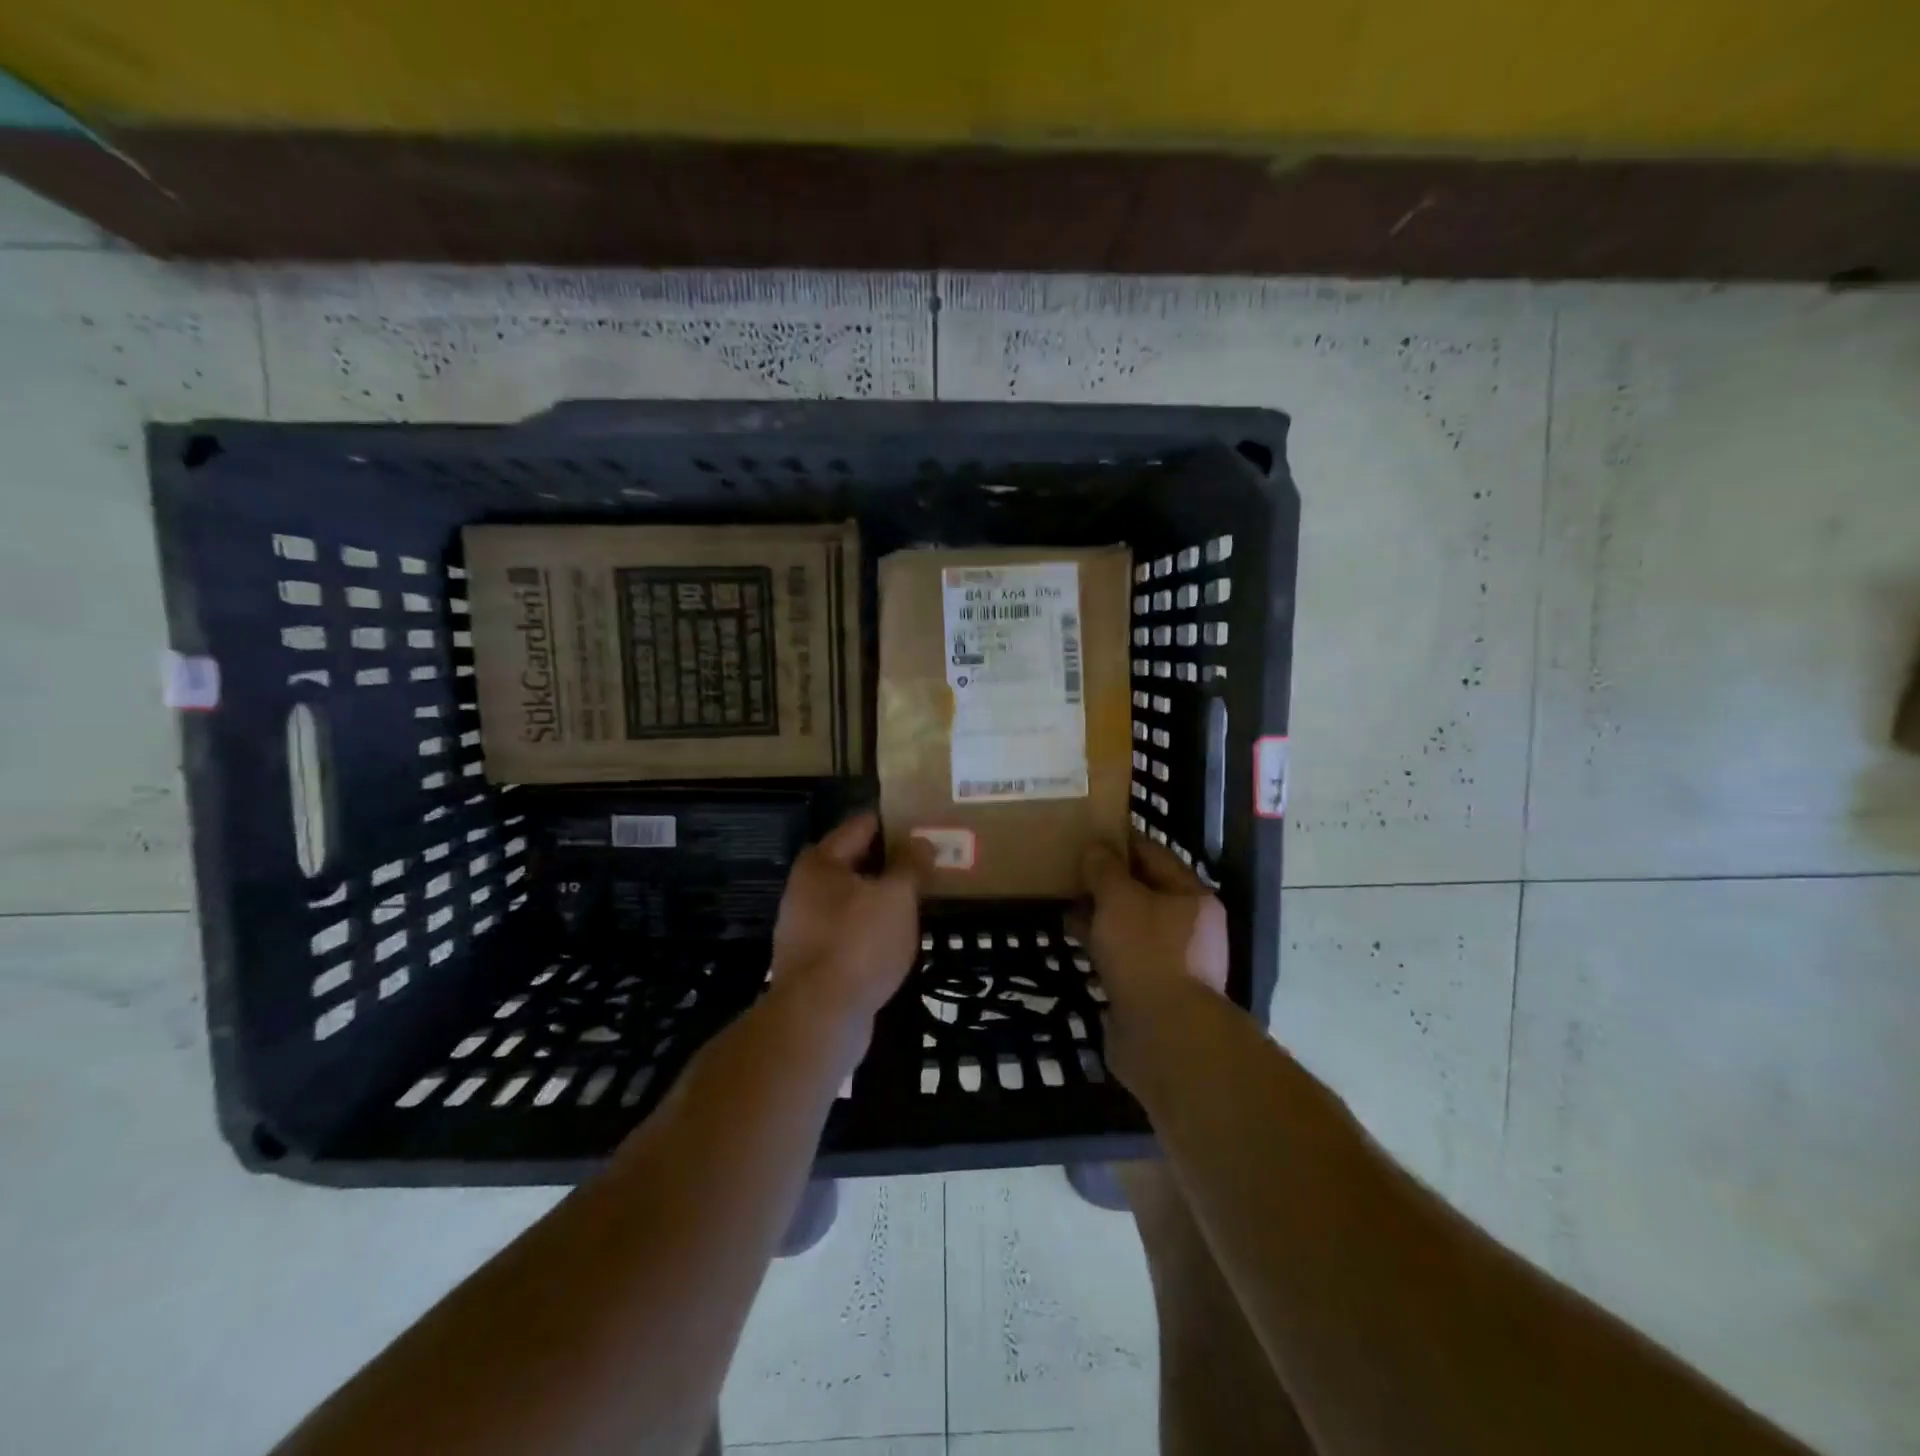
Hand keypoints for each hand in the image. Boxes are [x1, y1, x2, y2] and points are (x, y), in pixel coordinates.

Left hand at [770, 812, 928, 1027]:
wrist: (819, 1018)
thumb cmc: (859, 944)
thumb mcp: (896, 897)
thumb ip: (910, 865)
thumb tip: (920, 841)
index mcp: (821, 862)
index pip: (862, 825)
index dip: (895, 823)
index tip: (926, 826)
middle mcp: (805, 887)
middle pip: (854, 861)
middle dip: (890, 862)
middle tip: (929, 863)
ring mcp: (804, 926)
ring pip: (852, 898)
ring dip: (881, 897)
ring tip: (918, 899)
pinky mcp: (812, 959)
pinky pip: (848, 930)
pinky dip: (871, 928)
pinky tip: (895, 937)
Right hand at [1080, 836, 1229, 1020]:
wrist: (1163, 1034)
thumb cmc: (1146, 952)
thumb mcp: (1120, 899)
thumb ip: (1105, 870)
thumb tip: (1095, 849)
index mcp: (1191, 896)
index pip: (1154, 855)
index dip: (1121, 843)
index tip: (1089, 835)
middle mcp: (1188, 925)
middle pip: (1143, 890)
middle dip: (1107, 880)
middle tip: (1071, 868)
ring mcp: (1171, 960)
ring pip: (1130, 924)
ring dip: (1100, 913)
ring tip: (1064, 899)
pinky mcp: (1152, 988)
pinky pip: (1122, 954)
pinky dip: (1100, 942)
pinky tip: (1073, 936)